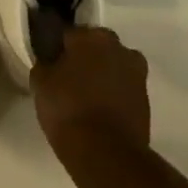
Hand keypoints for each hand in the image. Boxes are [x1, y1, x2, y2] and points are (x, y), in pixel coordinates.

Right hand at [31, 25, 150, 160]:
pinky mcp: (146, 98)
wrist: (106, 153)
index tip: (50, 61)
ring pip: (113, 65)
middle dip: (84, 57)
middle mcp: (118, 47)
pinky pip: (123, 87)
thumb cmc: (67, 109)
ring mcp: (136, 72)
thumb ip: (45, 64)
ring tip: (86, 95)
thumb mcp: (40, 83)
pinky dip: (114, 93)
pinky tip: (99, 109)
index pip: (69, 34)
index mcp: (90, 37)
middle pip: (95, 46)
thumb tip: (50, 61)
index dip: (58, 47)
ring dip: (102, 73)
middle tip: (68, 77)